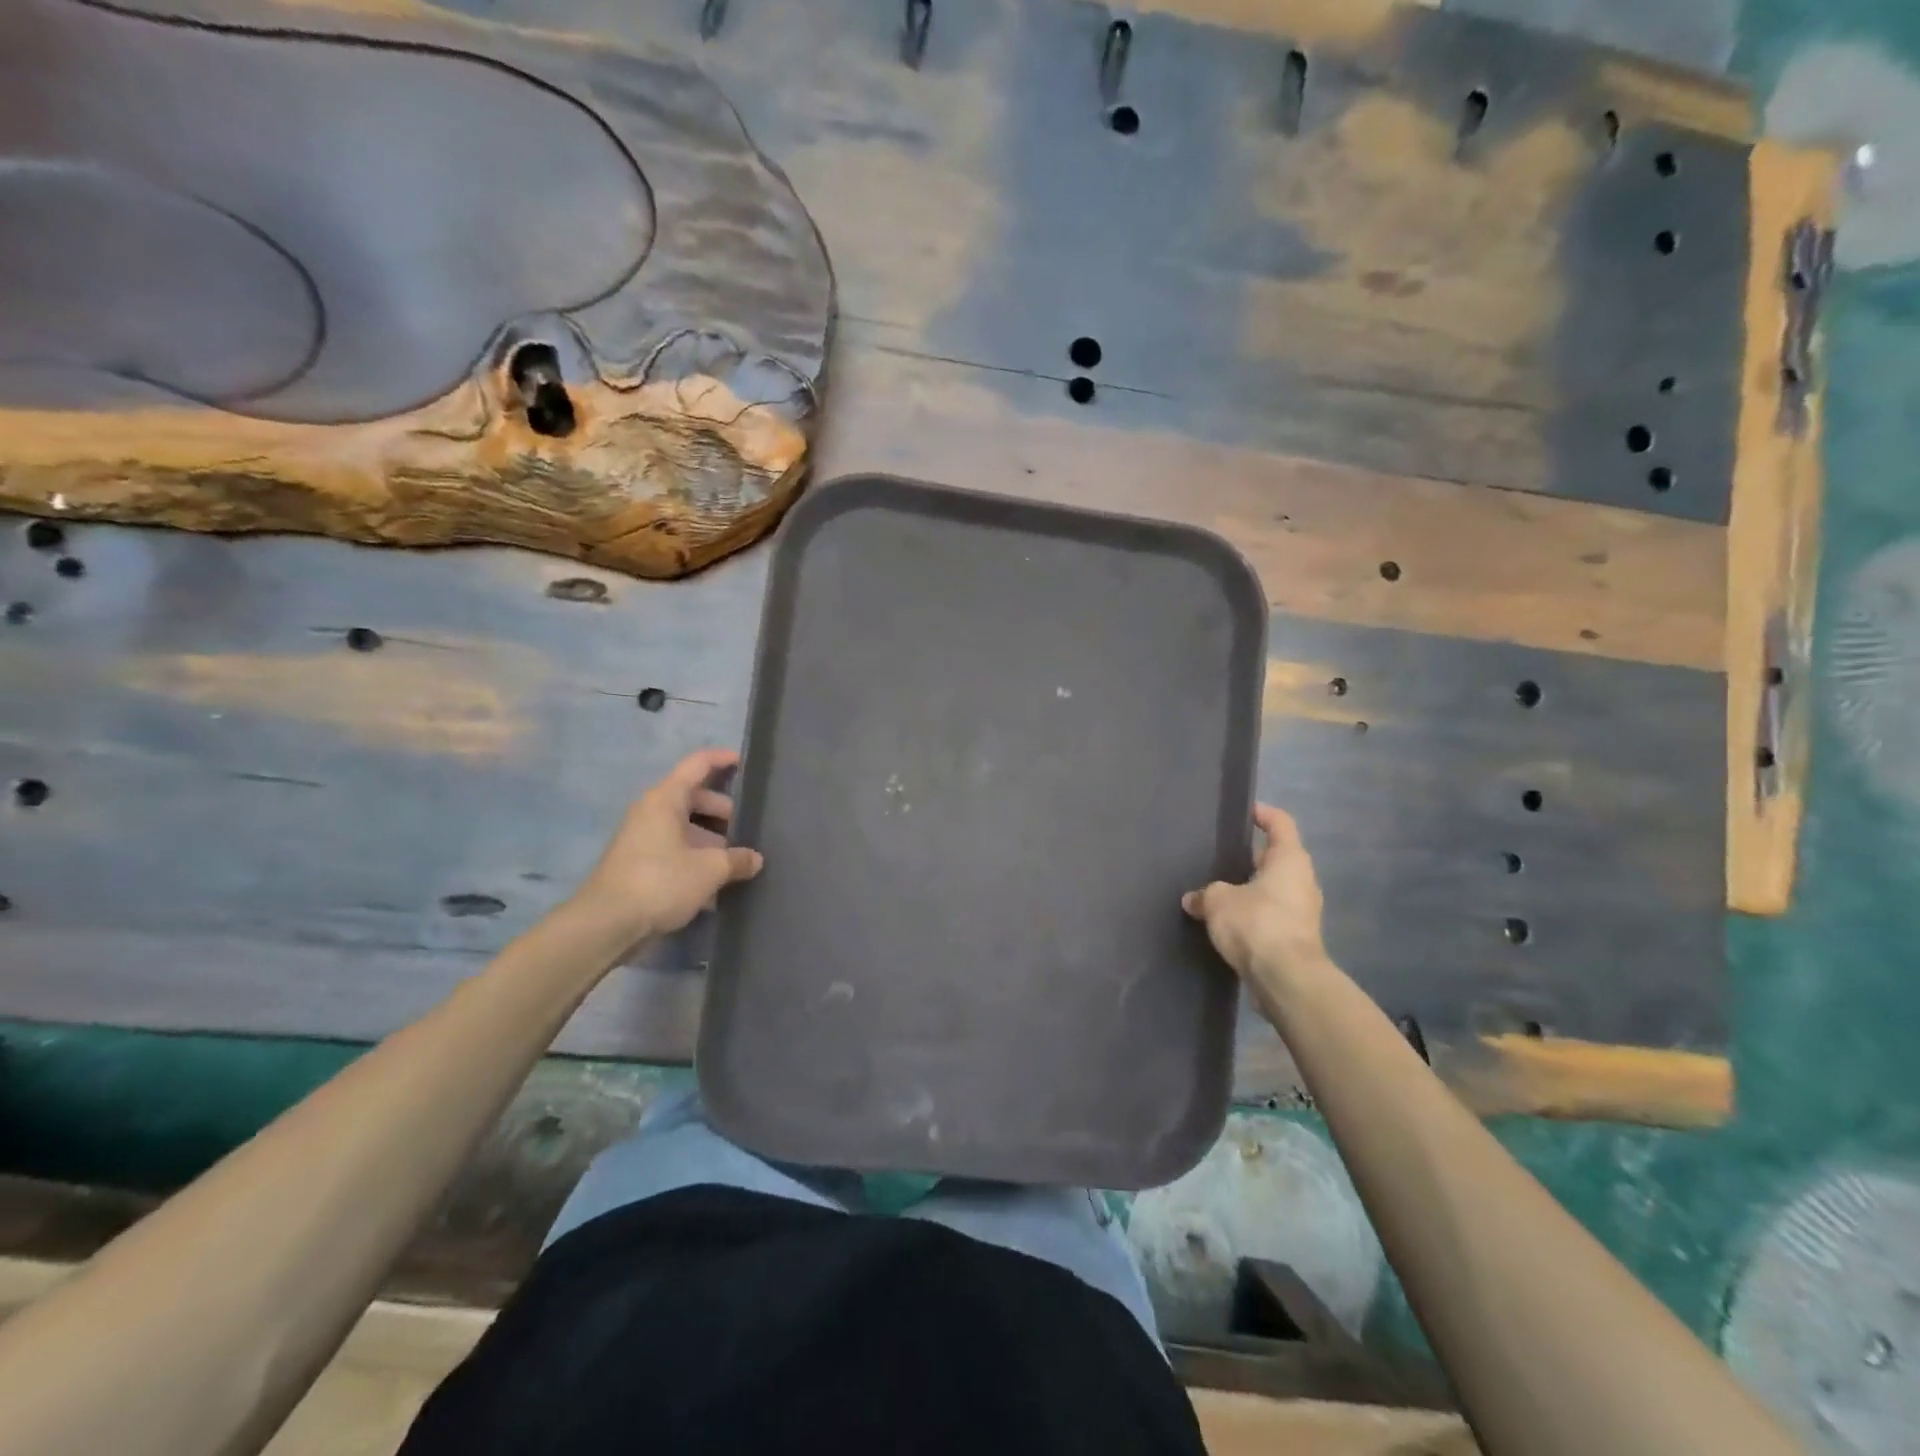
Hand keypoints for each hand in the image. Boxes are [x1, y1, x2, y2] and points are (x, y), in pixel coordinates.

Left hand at [572, 748, 763, 948]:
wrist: (606, 925)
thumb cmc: (661, 882)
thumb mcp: (709, 870)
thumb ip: (737, 860)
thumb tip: (755, 859)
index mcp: (665, 800)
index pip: (697, 765)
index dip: (722, 759)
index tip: (745, 762)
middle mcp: (652, 813)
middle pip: (695, 798)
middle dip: (724, 811)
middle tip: (750, 828)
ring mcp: (643, 839)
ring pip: (686, 828)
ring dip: (712, 840)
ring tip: (739, 860)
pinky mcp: (640, 865)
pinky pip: (676, 851)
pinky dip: (697, 860)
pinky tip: (718, 886)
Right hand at [1183, 804, 1326, 990]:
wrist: (1286, 979)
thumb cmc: (1257, 924)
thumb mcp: (1219, 901)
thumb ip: (1205, 895)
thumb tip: (1193, 900)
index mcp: (1289, 860)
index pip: (1280, 823)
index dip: (1262, 814)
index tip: (1244, 812)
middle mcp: (1301, 881)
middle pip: (1276, 858)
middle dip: (1249, 857)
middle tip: (1220, 856)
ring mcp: (1302, 911)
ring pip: (1272, 889)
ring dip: (1249, 889)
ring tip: (1217, 890)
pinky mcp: (1295, 938)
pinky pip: (1270, 916)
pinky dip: (1251, 915)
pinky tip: (1226, 922)